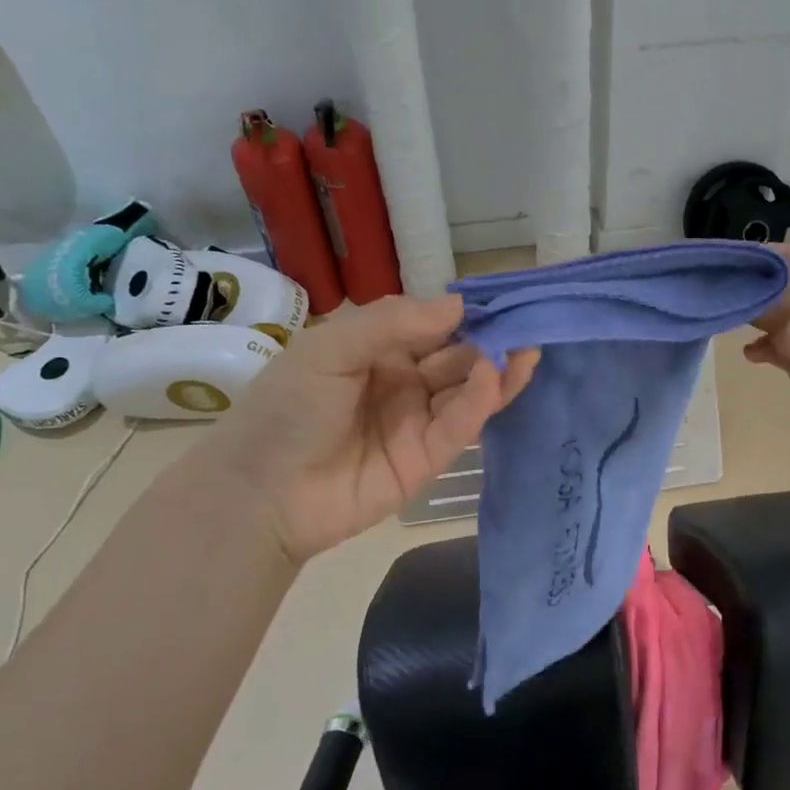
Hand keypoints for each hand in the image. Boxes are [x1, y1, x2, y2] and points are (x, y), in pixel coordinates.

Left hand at [199, 295, 537, 562]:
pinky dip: (478, 403)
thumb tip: (458, 305)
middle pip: (457, 359)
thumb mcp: (331, 348)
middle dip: (491, 341)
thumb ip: (393, 322)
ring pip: (466, 393)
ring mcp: (417, 423)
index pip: (433, 327)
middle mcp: (403, 383)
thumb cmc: (287, 407)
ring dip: (497, 371)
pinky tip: (493, 377)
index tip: (503, 297)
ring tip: (528, 349)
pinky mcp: (428, 460)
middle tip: (529, 324)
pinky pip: (458, 427)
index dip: (466, 313)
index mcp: (377, 352)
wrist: (260, 492)